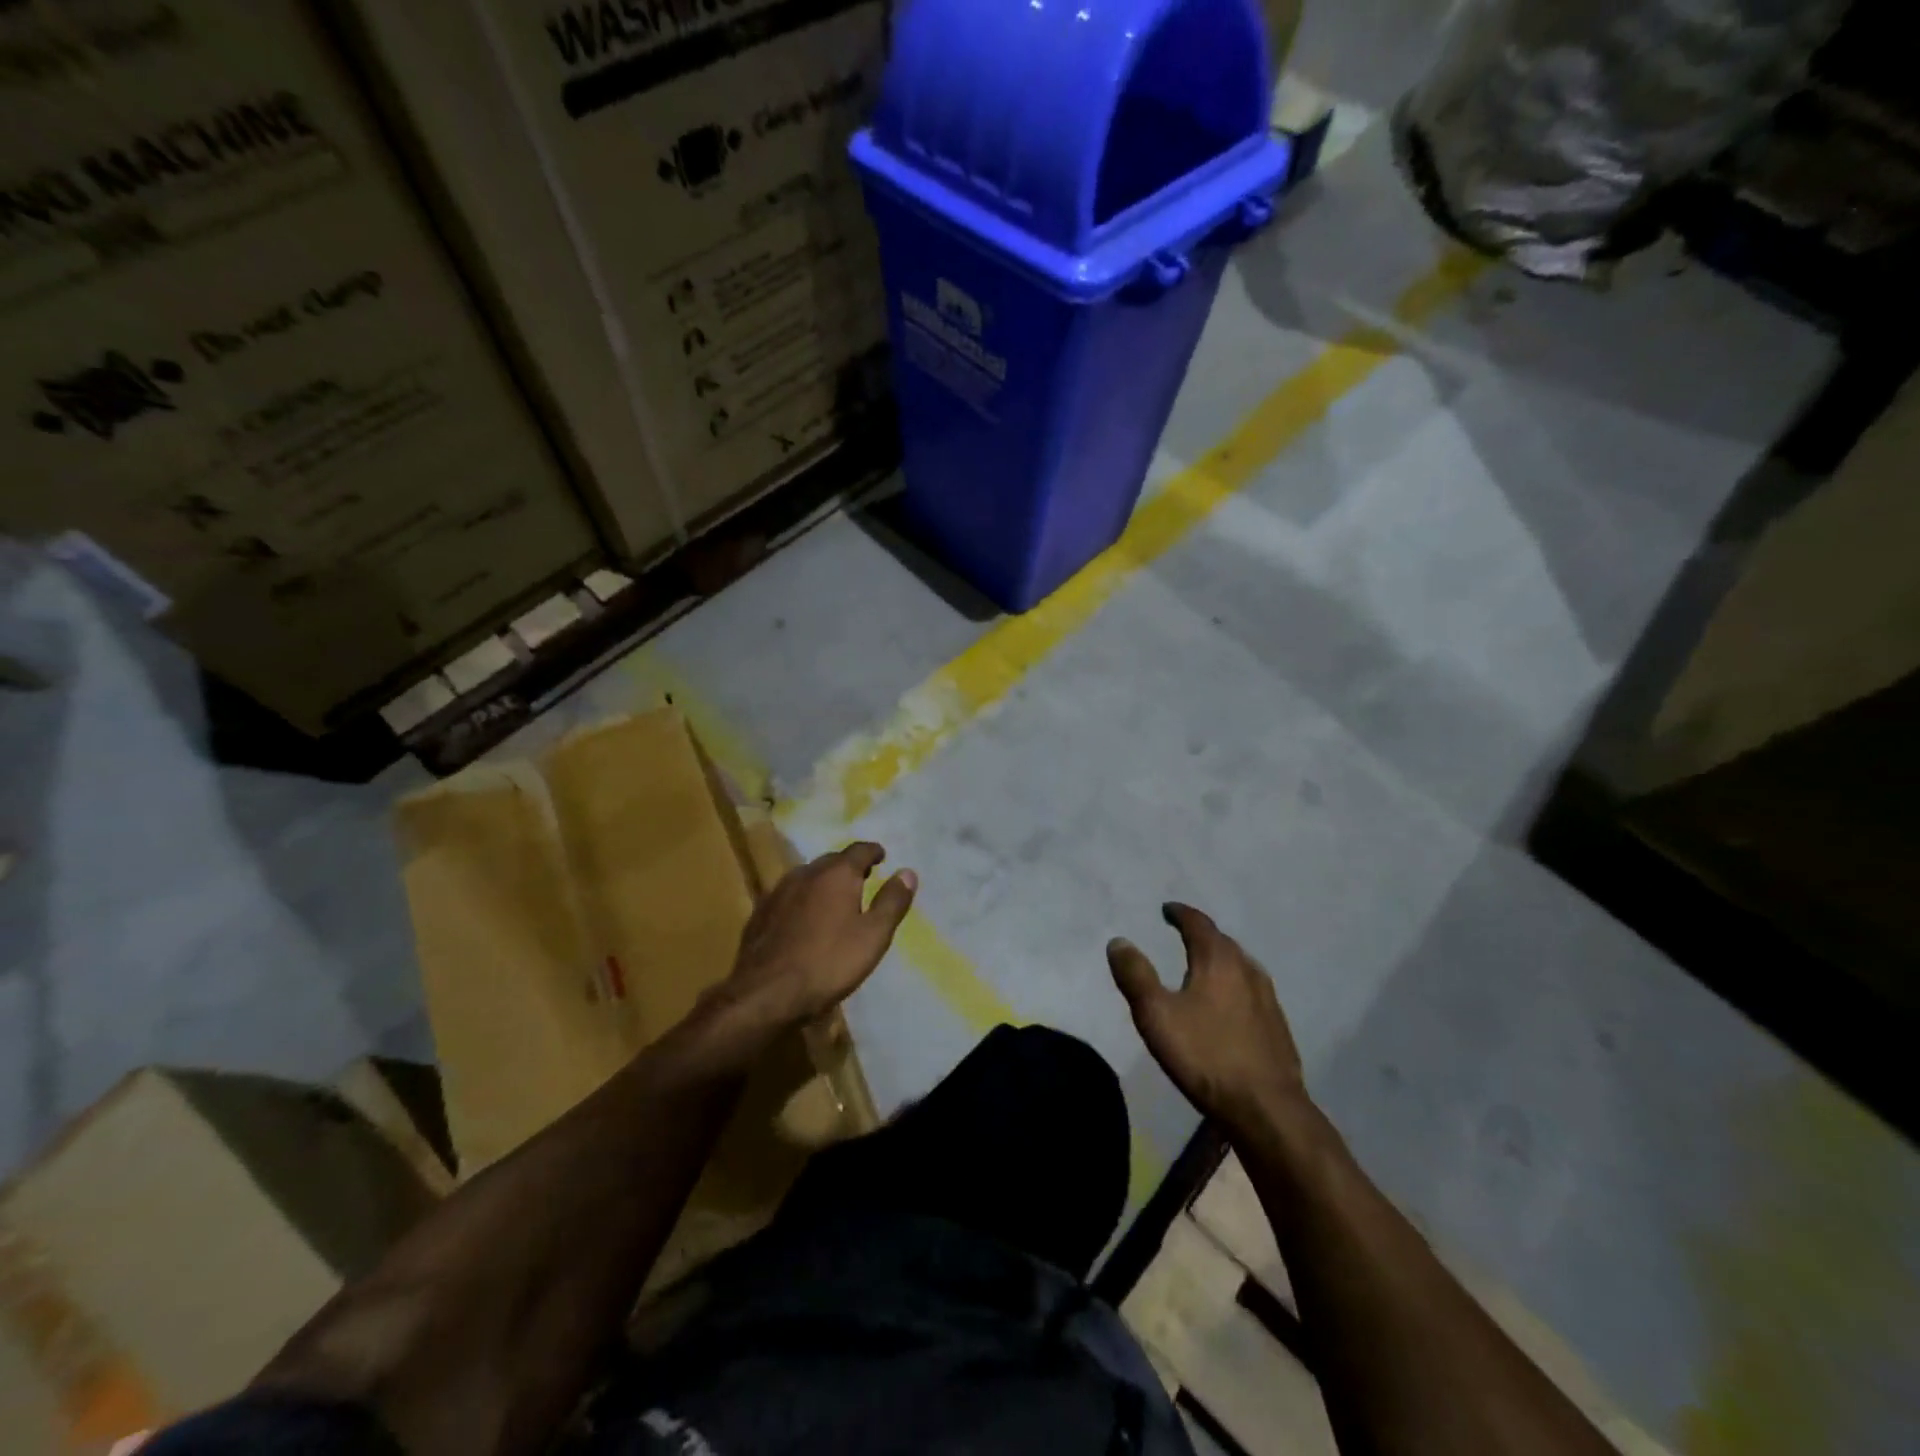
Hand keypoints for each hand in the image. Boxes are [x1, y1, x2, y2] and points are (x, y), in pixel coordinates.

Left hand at [721, 842, 915, 1029]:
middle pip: (832, 860)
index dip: (873, 852)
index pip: (859, 850)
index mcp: (837, 874)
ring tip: (834, 898)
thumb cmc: (829, 963)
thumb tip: (908, 872)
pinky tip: (804, 918)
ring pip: (807, 876)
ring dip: (823, 882)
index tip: (882, 857)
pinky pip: (789, 895)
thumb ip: (892, 902)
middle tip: (862, 878)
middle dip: (848, 866)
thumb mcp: (873, 936)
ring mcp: (779, 891)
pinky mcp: (761, 912)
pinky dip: (802, 899)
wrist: (766, 993)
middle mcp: (806, 873)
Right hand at [1109, 903, 1305, 1131]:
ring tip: (1203, 965)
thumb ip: (1135, 975)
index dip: (1181, 914)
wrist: (1266, 1109)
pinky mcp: (1277, 1025)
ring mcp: (1267, 998)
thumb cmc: (1205, 1056)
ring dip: (1220, 958)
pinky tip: (1228, 1003)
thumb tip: (1118, 941)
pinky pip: (1251, 989)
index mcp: (1218, 960)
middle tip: (1182, 934)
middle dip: (1201, 934)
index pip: (1198, 924)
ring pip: (1240, 965)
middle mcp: (1247, 970)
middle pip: (1222, 941)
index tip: (1168, 910)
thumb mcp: (1156, 1015)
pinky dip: (1234, 984)